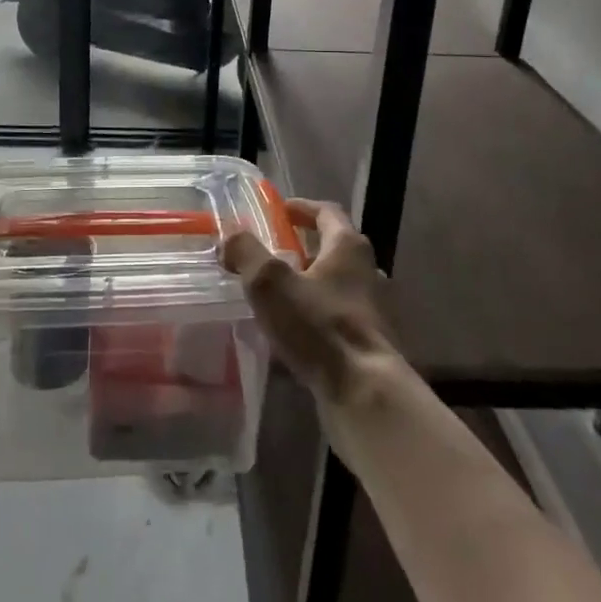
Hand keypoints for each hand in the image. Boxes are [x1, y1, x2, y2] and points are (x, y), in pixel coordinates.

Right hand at [221, 199, 397, 407]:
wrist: (364, 393)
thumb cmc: (319, 326)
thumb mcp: (270, 283)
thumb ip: (246, 253)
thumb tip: (229, 237)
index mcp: (348, 247)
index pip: (326, 212)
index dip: (301, 208)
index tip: (278, 211)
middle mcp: (366, 271)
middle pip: (332, 249)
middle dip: (301, 248)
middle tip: (269, 255)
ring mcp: (371, 309)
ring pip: (334, 285)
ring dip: (306, 285)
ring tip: (274, 296)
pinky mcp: (369, 342)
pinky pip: (335, 318)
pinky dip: (313, 317)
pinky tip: (290, 335)